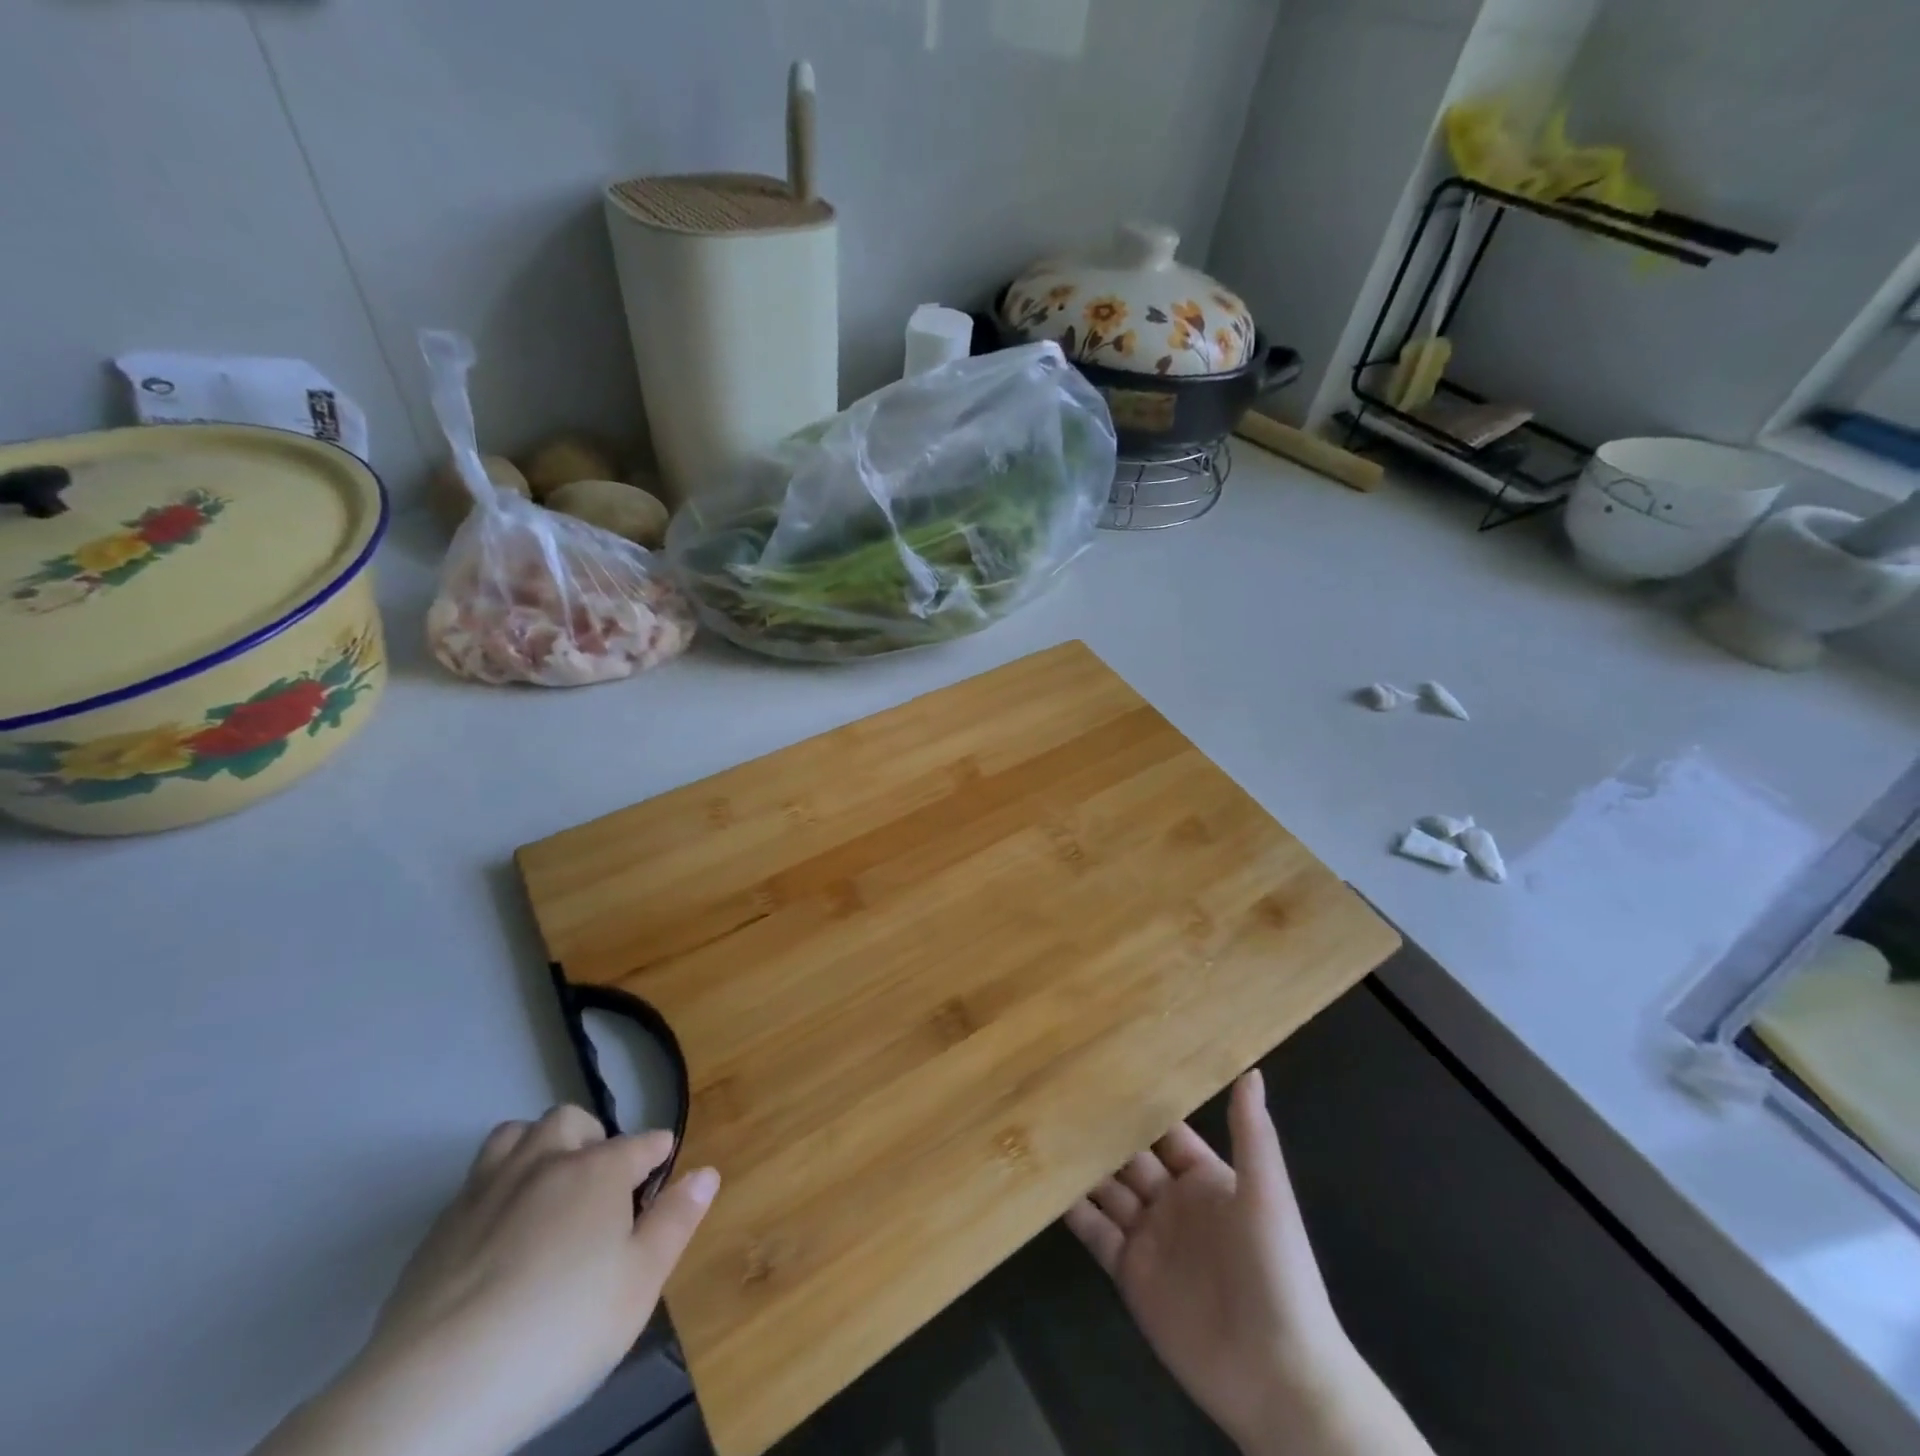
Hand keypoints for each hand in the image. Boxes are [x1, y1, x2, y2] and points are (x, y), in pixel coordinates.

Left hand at [256, 1106, 717, 1455]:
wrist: (436, 1389)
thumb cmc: (560, 1331)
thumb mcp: (639, 1284)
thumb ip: (676, 1221)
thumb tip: (707, 1171)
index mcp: (599, 1169)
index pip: (643, 1143)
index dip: (659, 1156)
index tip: (661, 1177)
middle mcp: (545, 1160)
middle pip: (573, 1122)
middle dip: (593, 1141)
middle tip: (600, 1189)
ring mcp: (487, 1188)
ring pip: (517, 1134)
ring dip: (538, 1148)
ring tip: (546, 1191)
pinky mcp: (441, 1224)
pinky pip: (477, 1179)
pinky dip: (498, 1187)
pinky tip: (498, 1234)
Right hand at [1065, 1071, 1429, 1455]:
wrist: (1278, 1378)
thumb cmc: (1277, 1273)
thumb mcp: (1267, 1195)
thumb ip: (1252, 1133)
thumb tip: (1250, 1069)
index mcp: (1205, 1178)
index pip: (1164, 1130)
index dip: (1137, 1104)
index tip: (1100, 1068)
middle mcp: (1173, 1201)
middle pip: (1128, 1156)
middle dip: (1099, 1130)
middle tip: (1056, 1093)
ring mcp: (1149, 1238)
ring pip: (1106, 1189)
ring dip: (1079, 1164)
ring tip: (1040, 1128)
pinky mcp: (1130, 1274)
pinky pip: (1095, 1232)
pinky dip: (1071, 1210)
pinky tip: (1041, 1184)